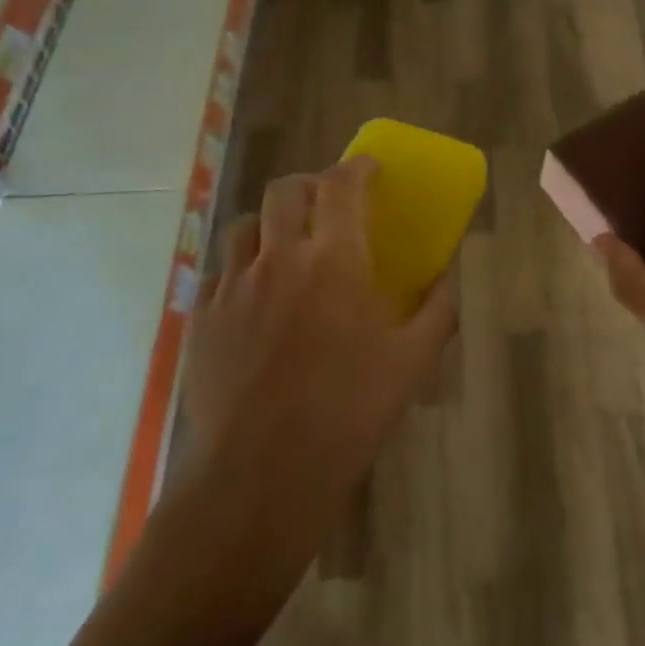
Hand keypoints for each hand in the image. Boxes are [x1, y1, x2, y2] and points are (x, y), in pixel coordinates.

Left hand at [172, 159, 456, 581]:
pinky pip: (219, 274)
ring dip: (269, 224)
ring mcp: (232, 287)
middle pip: (284, 191)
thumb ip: (437, 311)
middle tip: (327, 203)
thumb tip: (444, 281)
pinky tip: (255, 302)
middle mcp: (278, 259)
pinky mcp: (200, 320)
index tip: (369, 169)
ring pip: (244, 227)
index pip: (342, 186)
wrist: (260, 477)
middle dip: (309, 185)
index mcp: (334, 260)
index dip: (357, 168)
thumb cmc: (348, 413)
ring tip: (286, 248)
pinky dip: (242, 270)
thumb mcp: (412, 362)